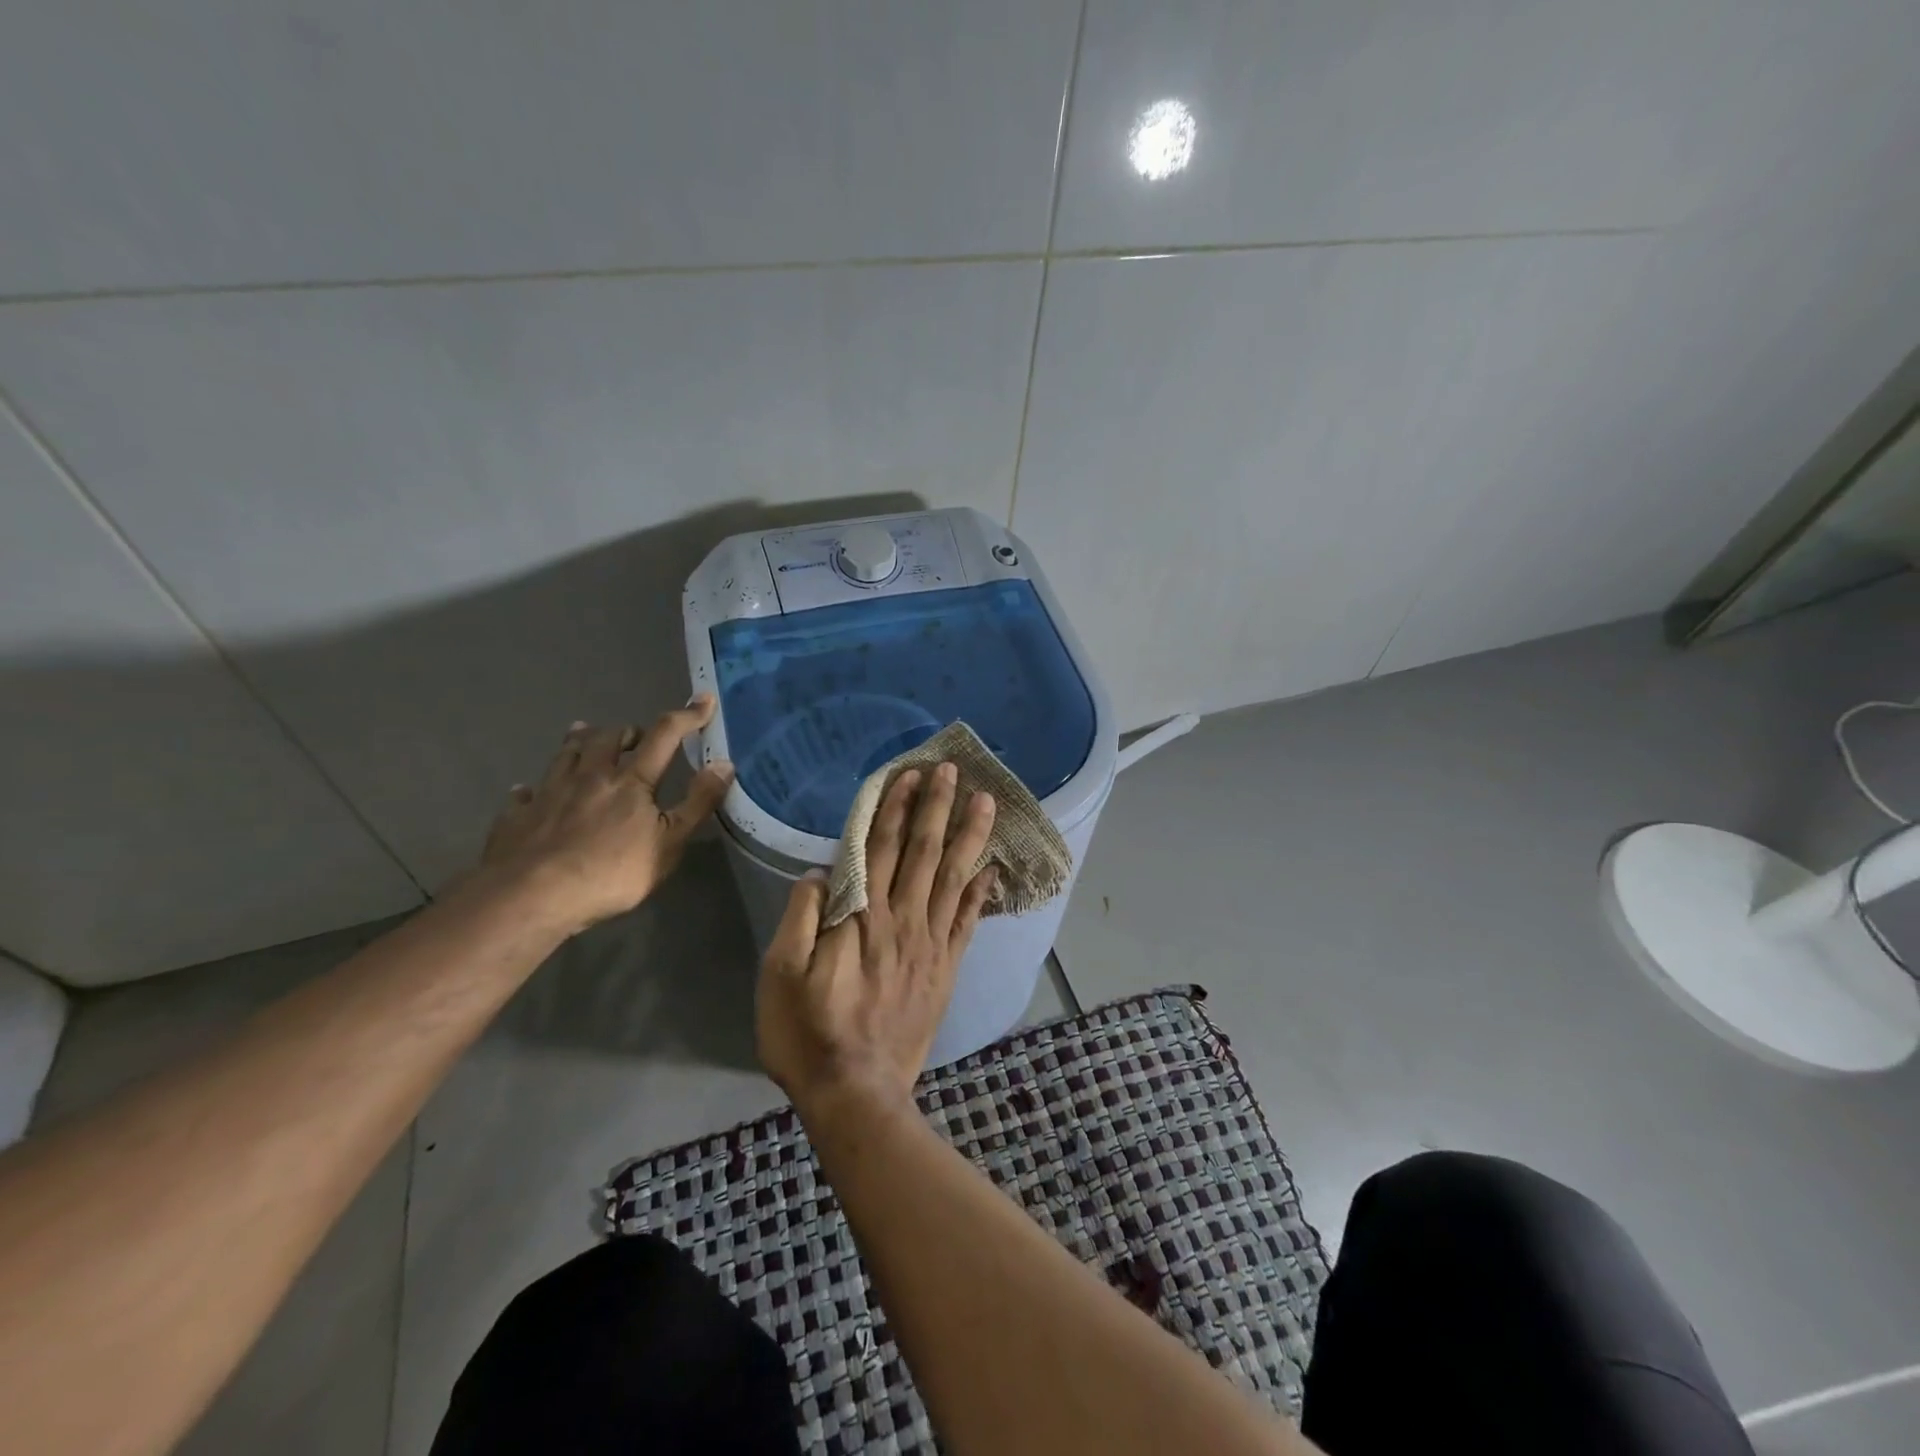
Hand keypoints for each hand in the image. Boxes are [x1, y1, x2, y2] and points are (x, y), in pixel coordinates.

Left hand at [478, 696, 734, 935]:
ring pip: (565, 755)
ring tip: (583, 732)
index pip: (664, 737)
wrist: (531, 896)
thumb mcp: (670, 842)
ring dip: (579, 741)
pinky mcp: (517, 816)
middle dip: (626, 731)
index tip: (704, 700)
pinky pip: (525, 793)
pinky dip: (532, 788)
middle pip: (606, 738)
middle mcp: (588, 777)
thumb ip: (698, 802)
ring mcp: (549, 793)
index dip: (687, 717)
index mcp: (630, 782)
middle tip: (636, 735)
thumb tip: (724, 763)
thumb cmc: (611, 872)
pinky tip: (529, 790)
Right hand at [757, 761, 998, 1118]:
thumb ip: (800, 919)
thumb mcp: (780, 976)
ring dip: (969, 835)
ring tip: (986, 801)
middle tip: (952, 770)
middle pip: (922, 851)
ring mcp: (930, 944)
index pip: (879, 848)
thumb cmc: (808, 1034)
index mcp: (861, 918)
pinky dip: (981, 891)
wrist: (857, 1094)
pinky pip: (968, 921)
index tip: (910, 775)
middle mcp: (902, 920)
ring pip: (953, 877)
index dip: (894, 808)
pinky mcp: (946, 968)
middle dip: (937, 806)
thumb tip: (819, 873)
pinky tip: (993, 867)